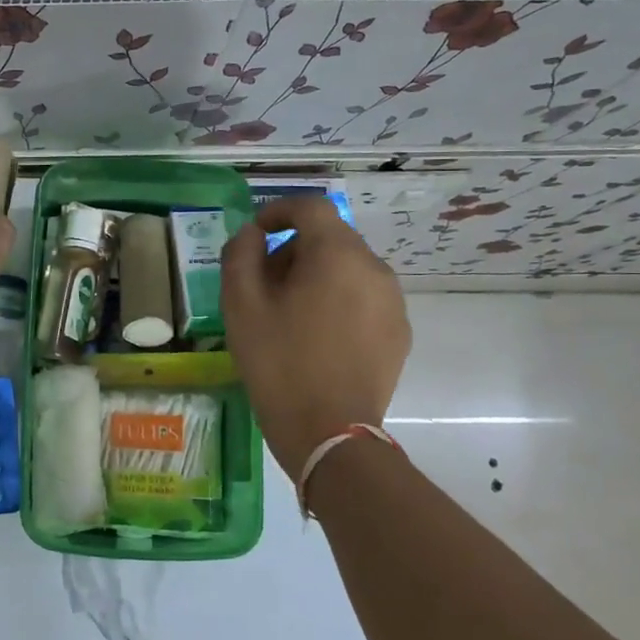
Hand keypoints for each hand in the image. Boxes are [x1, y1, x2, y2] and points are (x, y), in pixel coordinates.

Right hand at [222, 196, 411, 476]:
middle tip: (263, 282)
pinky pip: (364, 298)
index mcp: (337, 254)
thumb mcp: (241, 305)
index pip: (311, 207)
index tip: (255, 234)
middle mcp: (374, 268)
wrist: (329, 432)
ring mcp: (393, 302)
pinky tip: (316, 336)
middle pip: (330, 237)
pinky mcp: (399, 332)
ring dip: (316, 275)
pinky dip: (338, 300)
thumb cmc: (279, 362)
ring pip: (348, 268)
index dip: (278, 210)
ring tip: (288, 313)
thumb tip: (252, 235)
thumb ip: (241, 255)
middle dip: (294, 248)